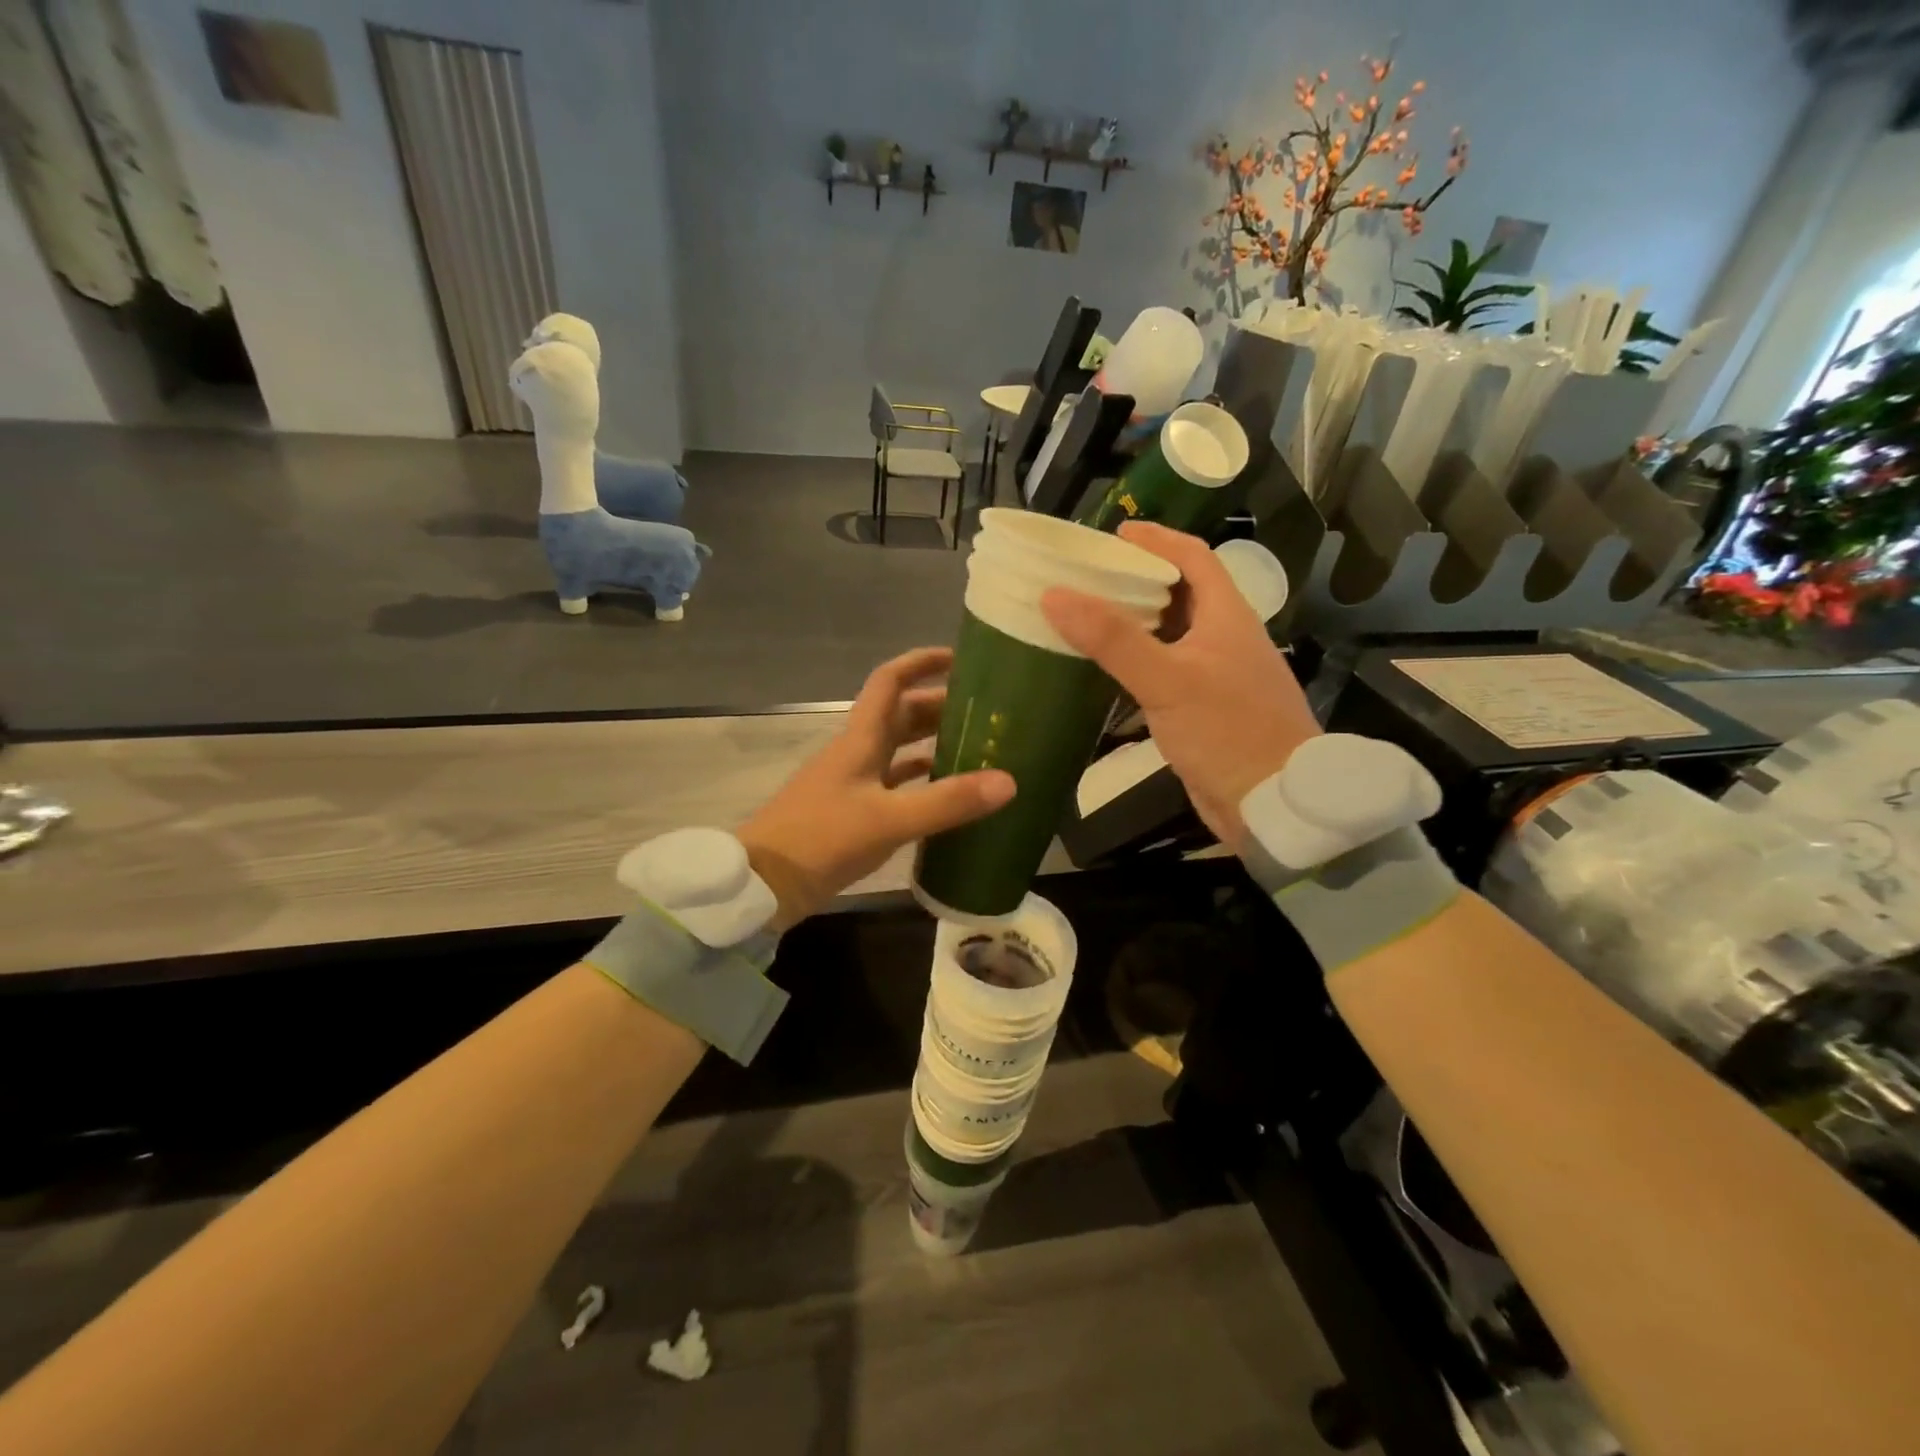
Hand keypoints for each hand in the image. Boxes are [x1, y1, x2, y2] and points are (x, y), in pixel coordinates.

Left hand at [738, 648, 1015, 927]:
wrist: (763, 885)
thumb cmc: (822, 838)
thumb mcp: (889, 819)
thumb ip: (947, 801)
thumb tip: (1008, 781)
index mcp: (860, 740)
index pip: (890, 682)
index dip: (921, 663)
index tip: (959, 658)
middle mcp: (856, 753)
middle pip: (900, 715)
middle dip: (939, 706)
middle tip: (984, 712)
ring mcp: (852, 784)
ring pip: (898, 750)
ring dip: (932, 743)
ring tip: (976, 748)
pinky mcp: (851, 813)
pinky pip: (894, 786)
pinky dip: (920, 782)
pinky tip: (946, 794)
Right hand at [1041, 521, 1318, 854]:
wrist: (1274, 803)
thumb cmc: (1228, 732)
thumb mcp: (1167, 680)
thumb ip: (1113, 639)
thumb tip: (1055, 595)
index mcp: (1227, 616)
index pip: (1194, 558)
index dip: (1157, 540)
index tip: (1114, 534)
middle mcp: (1225, 638)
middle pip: (1181, 593)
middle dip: (1138, 580)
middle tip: (1089, 578)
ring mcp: (1218, 676)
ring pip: (1173, 634)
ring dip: (1136, 623)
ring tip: (1088, 617)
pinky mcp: (1206, 709)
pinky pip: (1167, 671)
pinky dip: (1138, 662)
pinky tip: (1108, 671)